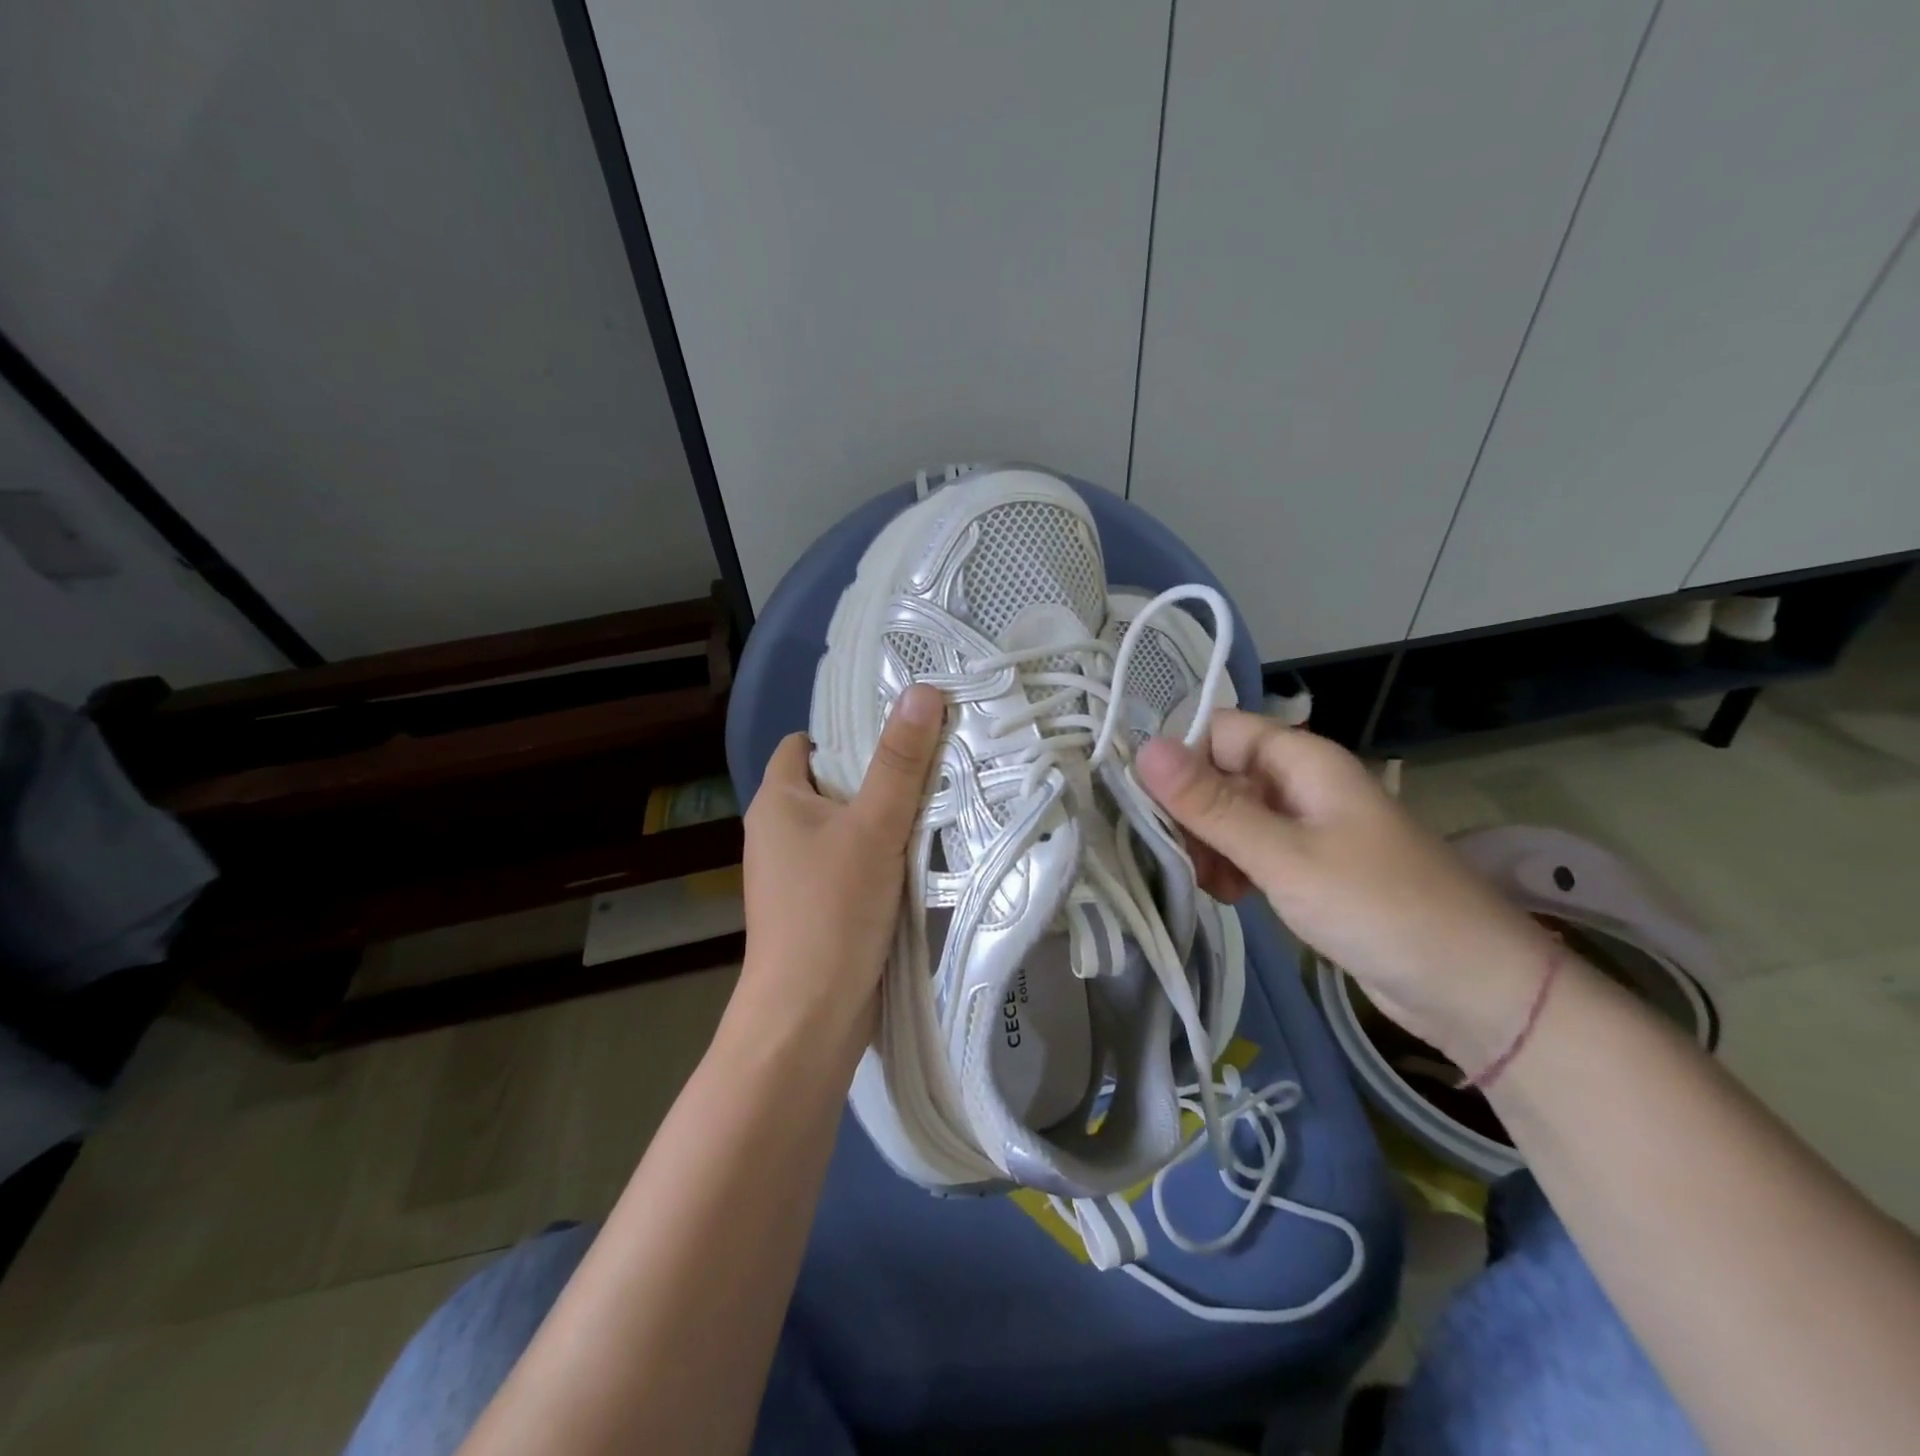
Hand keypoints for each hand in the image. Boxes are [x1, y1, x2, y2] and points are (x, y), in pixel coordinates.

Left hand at [737, 684, 945, 1045]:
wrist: (809, 1018)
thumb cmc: (832, 910)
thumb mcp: (873, 827)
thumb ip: (900, 762)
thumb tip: (923, 690)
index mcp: (777, 801)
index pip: (806, 745)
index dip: (849, 732)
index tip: (902, 732)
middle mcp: (780, 832)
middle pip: (835, 784)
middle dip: (881, 775)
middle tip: (938, 763)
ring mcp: (798, 874)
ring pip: (849, 827)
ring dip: (889, 819)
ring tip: (943, 803)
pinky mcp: (820, 907)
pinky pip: (855, 864)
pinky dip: (885, 857)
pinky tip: (924, 856)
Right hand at [1136, 710, 1549, 1061]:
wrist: (1473, 989)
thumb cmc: (1379, 907)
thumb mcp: (1283, 855)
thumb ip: (1211, 805)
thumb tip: (1142, 749)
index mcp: (1301, 760)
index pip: (1218, 730)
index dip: (1180, 758)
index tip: (1149, 807)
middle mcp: (1300, 783)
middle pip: (1220, 773)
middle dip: (1191, 812)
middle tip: (1179, 858)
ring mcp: (1305, 826)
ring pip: (1231, 816)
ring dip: (1208, 845)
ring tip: (1206, 885)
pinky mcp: (1309, 867)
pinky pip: (1252, 850)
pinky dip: (1232, 868)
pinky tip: (1229, 897)